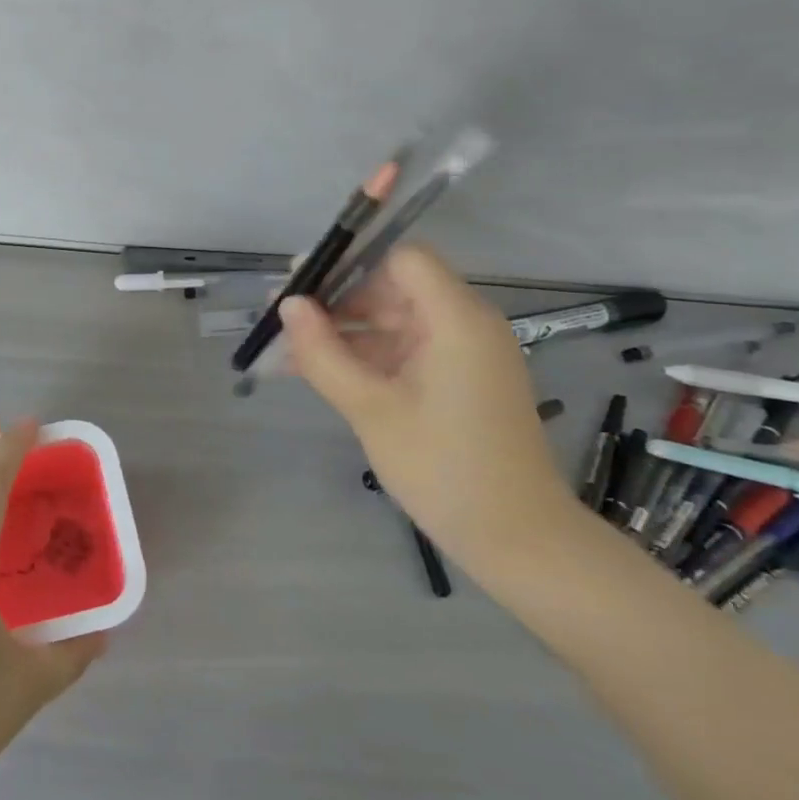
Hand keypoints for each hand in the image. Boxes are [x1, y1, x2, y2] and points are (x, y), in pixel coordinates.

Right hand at [279, 245, 573, 562]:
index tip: (303, 284)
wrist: (516, 539)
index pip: (402, 260)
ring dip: (344, 332)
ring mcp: (464, 354)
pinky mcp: (458, 380)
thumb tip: (287, 305)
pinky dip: (366, 357)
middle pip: (394, 289)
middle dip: (337, 301)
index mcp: (456, 319)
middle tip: (282, 319)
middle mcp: (466, 325)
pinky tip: (319, 371)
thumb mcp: (370, 409)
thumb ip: (323, 352)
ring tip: (288, 349)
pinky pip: (405, 352)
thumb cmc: (442, 467)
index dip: (351, 264)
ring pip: (394, 322)